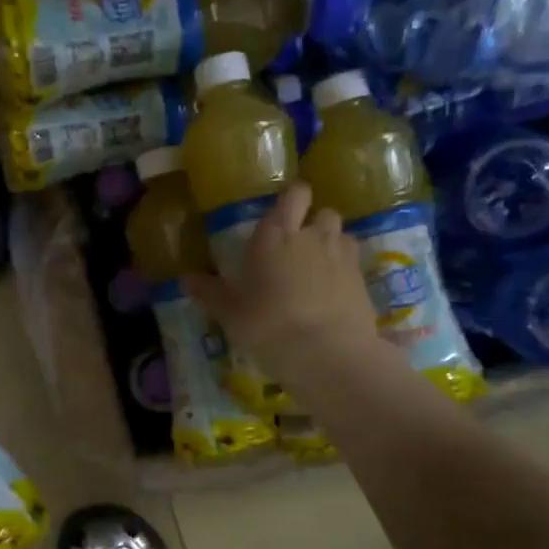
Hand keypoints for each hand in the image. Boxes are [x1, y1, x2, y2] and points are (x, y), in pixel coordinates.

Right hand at [184, 183, 379, 380]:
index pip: (293, 195)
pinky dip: (344, 272)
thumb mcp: (230, 314)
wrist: (327, 353)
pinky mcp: (363, 280)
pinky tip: (332, 294)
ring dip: (331, 246)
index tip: (282, 216)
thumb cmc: (268, 326)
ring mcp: (342, 256)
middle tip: (297, 250)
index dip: (292, 201)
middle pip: (322, 213)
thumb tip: (186, 278)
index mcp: (275, 235)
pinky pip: (353, 263)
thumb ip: (210, 292)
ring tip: (317, 272)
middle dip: (313, 224)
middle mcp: (312, 236)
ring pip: (341, 235)